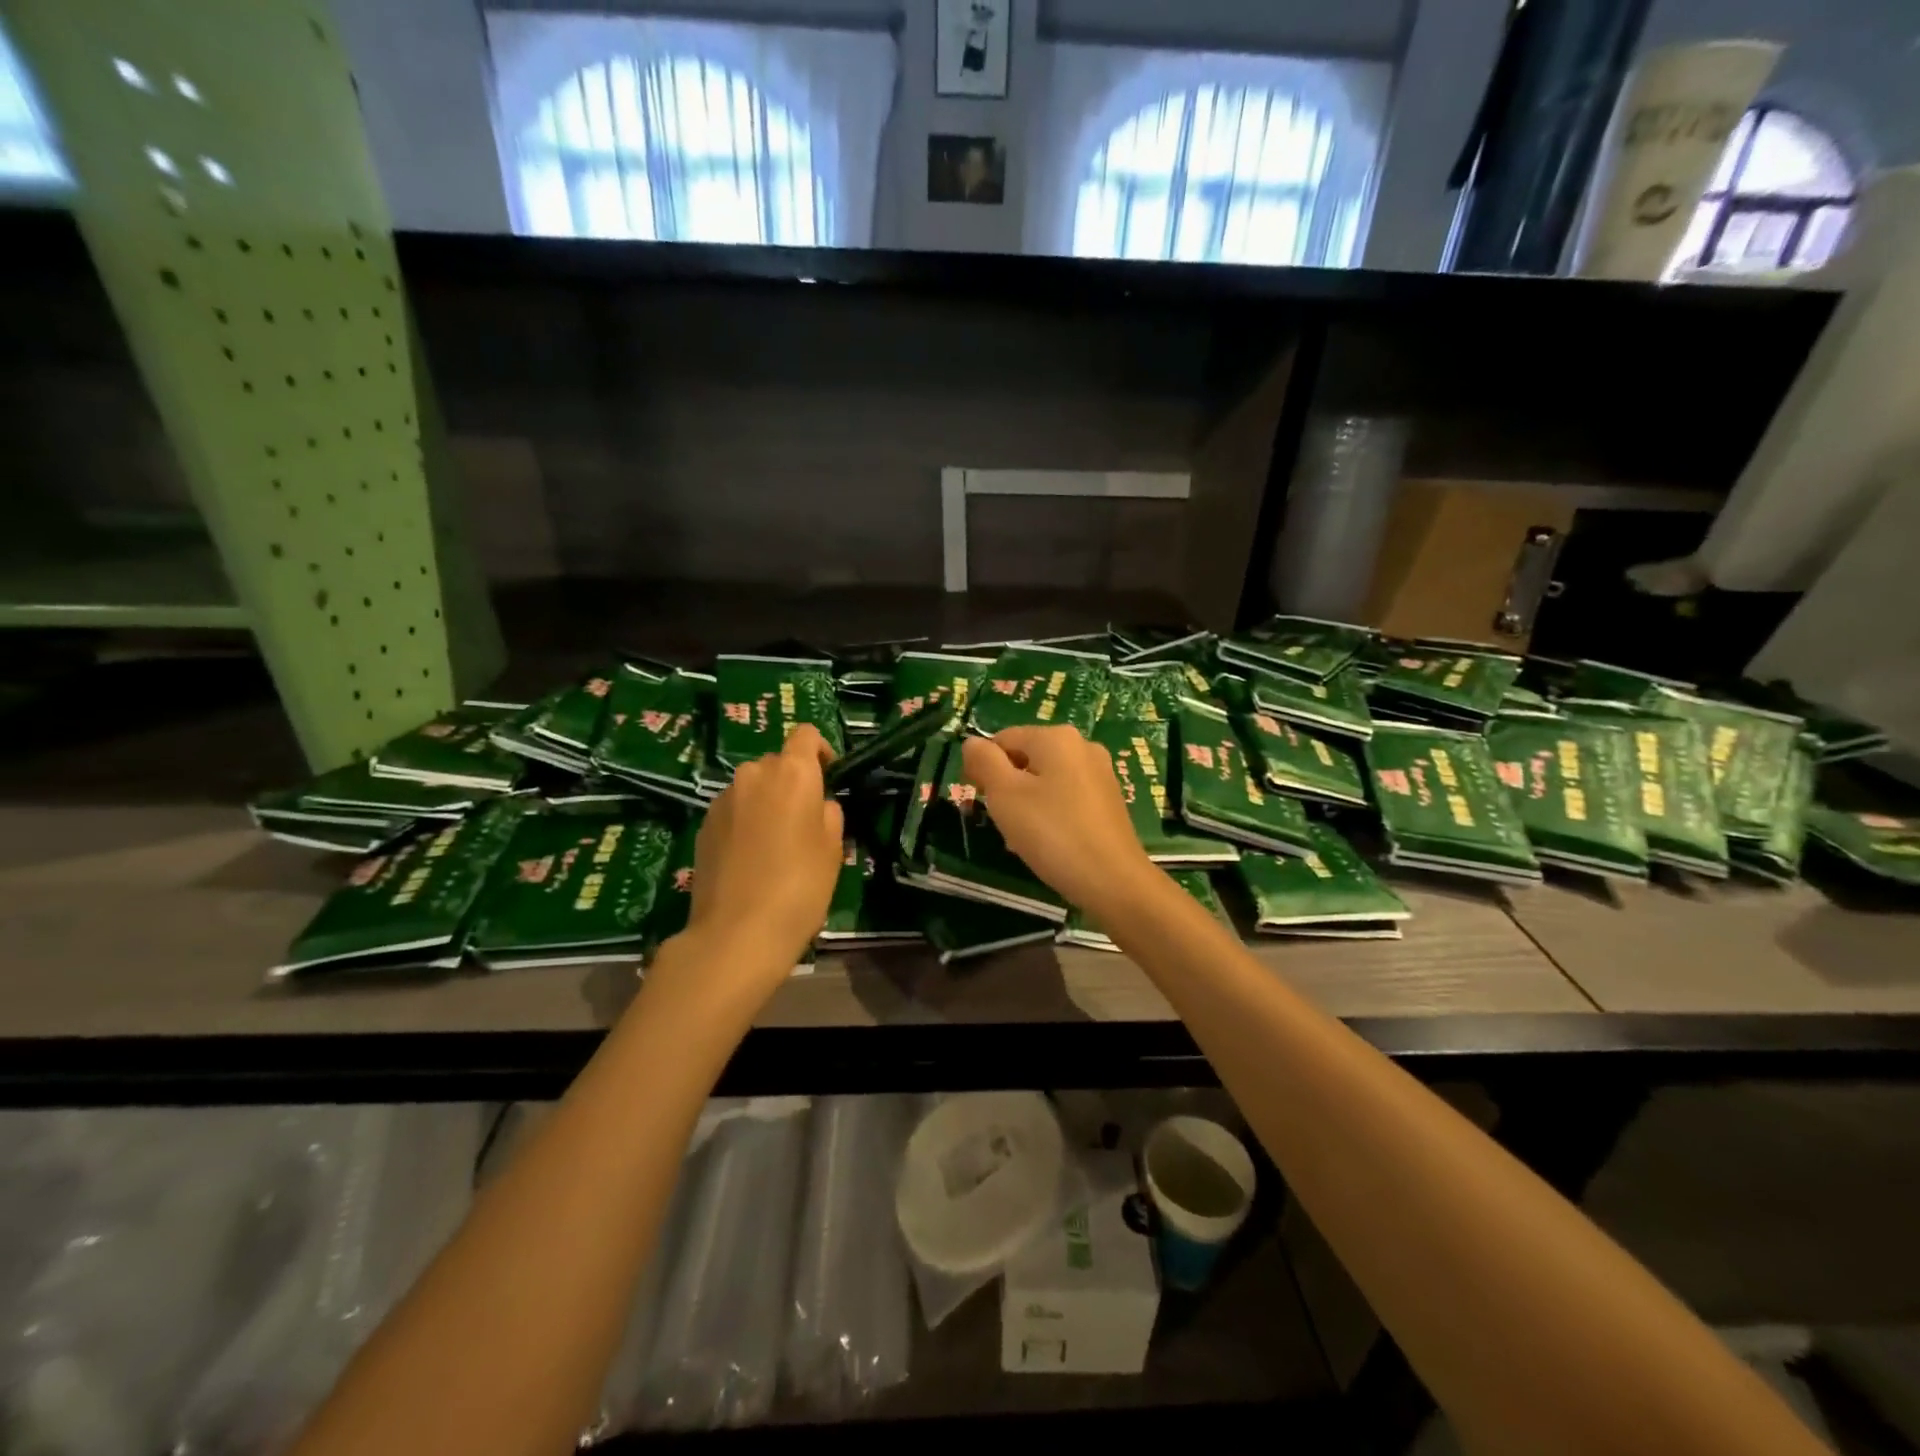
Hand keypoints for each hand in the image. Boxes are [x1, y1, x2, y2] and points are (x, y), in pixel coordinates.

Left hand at [674, 725, 843, 1003]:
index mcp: (792, 772)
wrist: (737, 932)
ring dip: (766, 803)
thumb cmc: (800, 886)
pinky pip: (733, 810)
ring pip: (753, 788)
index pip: (806, 735)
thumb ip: (829, 814)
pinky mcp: (703, 825)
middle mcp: (753, 774)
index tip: (829, 778)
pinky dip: (745, 822)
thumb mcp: (833, 849)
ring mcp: (723, 799)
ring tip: (776, 844)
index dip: (820, 751)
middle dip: (792, 782)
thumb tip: (818, 805)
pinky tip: (750, 859)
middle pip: (777, 763)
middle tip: (804, 822)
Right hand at [961, 726, 1156, 916]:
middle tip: (1003, 823)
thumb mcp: (1004, 794)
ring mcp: (1100, 773)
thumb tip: (973, 743)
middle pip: (1025, 759)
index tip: (979, 799)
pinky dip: (1051, 815)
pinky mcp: (1110, 801)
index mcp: (1056, 737)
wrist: (1113, 881)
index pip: (1002, 739)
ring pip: (1045, 781)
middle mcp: (1082, 746)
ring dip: (1027, 805)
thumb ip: (984, 761)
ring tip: (1024, 839)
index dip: (983, 766)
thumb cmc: (1052, 833)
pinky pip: (1067, 799)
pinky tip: (1049, 844)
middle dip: (1007, 788)